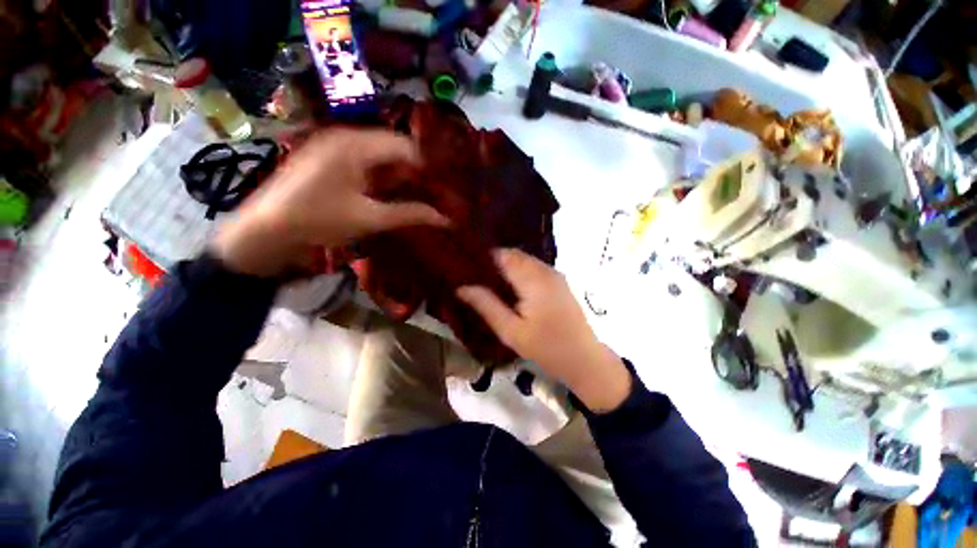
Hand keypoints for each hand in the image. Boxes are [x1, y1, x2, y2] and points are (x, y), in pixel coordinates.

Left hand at [213, 129, 446, 276]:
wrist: (265, 230)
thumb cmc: (318, 220)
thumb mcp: (370, 218)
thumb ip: (410, 214)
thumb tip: (445, 219)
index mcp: (355, 145)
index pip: (405, 146)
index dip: (427, 165)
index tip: (444, 187)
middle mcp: (345, 136)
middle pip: (394, 147)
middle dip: (415, 170)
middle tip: (435, 193)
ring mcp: (334, 145)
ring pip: (380, 154)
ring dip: (400, 174)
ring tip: (419, 194)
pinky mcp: (329, 157)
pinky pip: (365, 160)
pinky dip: (382, 176)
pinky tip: (392, 192)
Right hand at [457, 250, 630, 412]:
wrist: (585, 359)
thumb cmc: (547, 348)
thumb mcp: (511, 331)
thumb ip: (486, 305)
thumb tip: (461, 287)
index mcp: (533, 279)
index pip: (503, 255)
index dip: (482, 257)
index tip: (464, 266)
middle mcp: (545, 270)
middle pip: (513, 255)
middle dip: (492, 262)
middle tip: (472, 276)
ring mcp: (554, 274)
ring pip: (523, 260)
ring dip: (505, 267)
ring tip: (487, 282)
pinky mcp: (559, 282)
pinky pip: (533, 268)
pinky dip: (518, 272)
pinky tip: (509, 288)